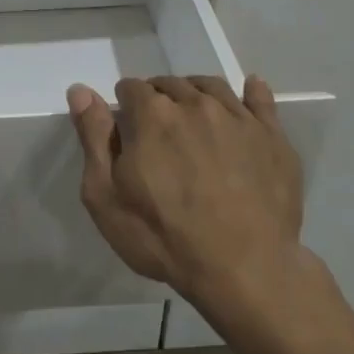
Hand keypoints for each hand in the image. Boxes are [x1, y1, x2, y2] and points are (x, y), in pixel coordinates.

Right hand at [67, 75, 334, 347]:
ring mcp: (238, 118)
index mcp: (152, 115)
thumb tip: (81, 91)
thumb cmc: (162, 236)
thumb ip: (93, 137)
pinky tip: (249, 90)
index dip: (125, 105)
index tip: (126, 129)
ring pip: (210, 87)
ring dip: (195, 94)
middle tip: (157, 131)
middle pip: (170, 85)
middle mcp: (195, 104)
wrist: (243, 268)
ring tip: (191, 115)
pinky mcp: (272, 137)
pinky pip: (260, 100)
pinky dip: (251, 91)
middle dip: (159, 100)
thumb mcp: (105, 195)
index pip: (131, 88)